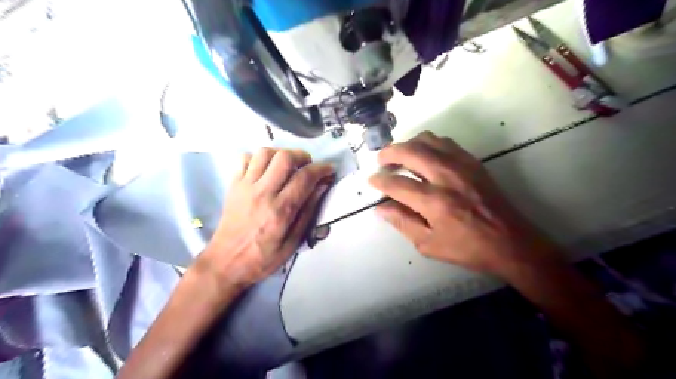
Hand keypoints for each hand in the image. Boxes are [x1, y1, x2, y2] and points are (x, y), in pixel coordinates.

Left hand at [196, 147, 331, 287]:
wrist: (225, 263)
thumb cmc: (262, 258)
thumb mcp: (292, 243)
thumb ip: (307, 213)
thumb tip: (321, 187)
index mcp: (280, 210)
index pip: (304, 178)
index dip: (321, 169)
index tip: (329, 170)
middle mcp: (263, 193)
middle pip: (284, 157)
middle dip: (302, 156)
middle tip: (308, 166)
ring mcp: (245, 187)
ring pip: (264, 153)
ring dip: (281, 154)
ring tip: (288, 165)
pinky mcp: (233, 185)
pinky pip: (244, 159)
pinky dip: (258, 158)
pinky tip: (266, 169)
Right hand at [367, 131, 562, 277]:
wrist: (512, 242)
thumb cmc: (468, 248)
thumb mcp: (430, 245)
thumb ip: (403, 223)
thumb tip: (380, 208)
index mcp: (434, 202)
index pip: (397, 184)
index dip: (379, 181)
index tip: (372, 181)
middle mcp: (446, 177)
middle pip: (410, 152)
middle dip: (389, 153)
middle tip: (380, 160)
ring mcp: (462, 165)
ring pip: (428, 140)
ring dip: (408, 144)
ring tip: (400, 155)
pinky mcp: (473, 162)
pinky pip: (445, 142)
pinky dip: (428, 144)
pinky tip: (424, 155)